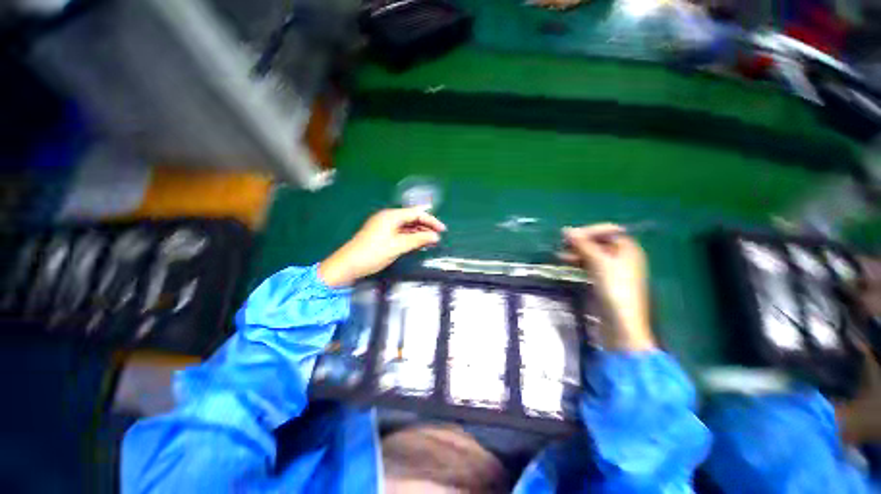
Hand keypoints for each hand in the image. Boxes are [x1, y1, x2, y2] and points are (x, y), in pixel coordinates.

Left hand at [318, 208, 445, 286]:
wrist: (348, 265)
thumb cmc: (373, 253)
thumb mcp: (398, 246)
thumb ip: (418, 240)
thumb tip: (435, 237)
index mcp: (391, 216)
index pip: (416, 213)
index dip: (431, 220)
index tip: (442, 230)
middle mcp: (388, 218)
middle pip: (412, 218)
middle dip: (426, 227)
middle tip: (438, 237)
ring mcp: (384, 226)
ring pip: (407, 227)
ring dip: (419, 233)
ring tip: (431, 242)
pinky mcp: (382, 235)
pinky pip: (401, 233)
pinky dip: (410, 238)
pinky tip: (418, 244)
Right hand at [558, 223, 654, 350]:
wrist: (620, 322)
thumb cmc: (613, 287)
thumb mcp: (598, 262)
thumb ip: (583, 244)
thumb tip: (567, 230)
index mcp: (628, 249)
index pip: (609, 230)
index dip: (589, 231)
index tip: (570, 236)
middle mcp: (623, 257)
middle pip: (600, 242)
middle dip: (581, 242)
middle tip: (562, 245)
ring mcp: (614, 270)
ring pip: (594, 254)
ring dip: (578, 252)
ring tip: (560, 255)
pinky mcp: (605, 281)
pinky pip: (591, 265)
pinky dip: (579, 262)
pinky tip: (567, 263)